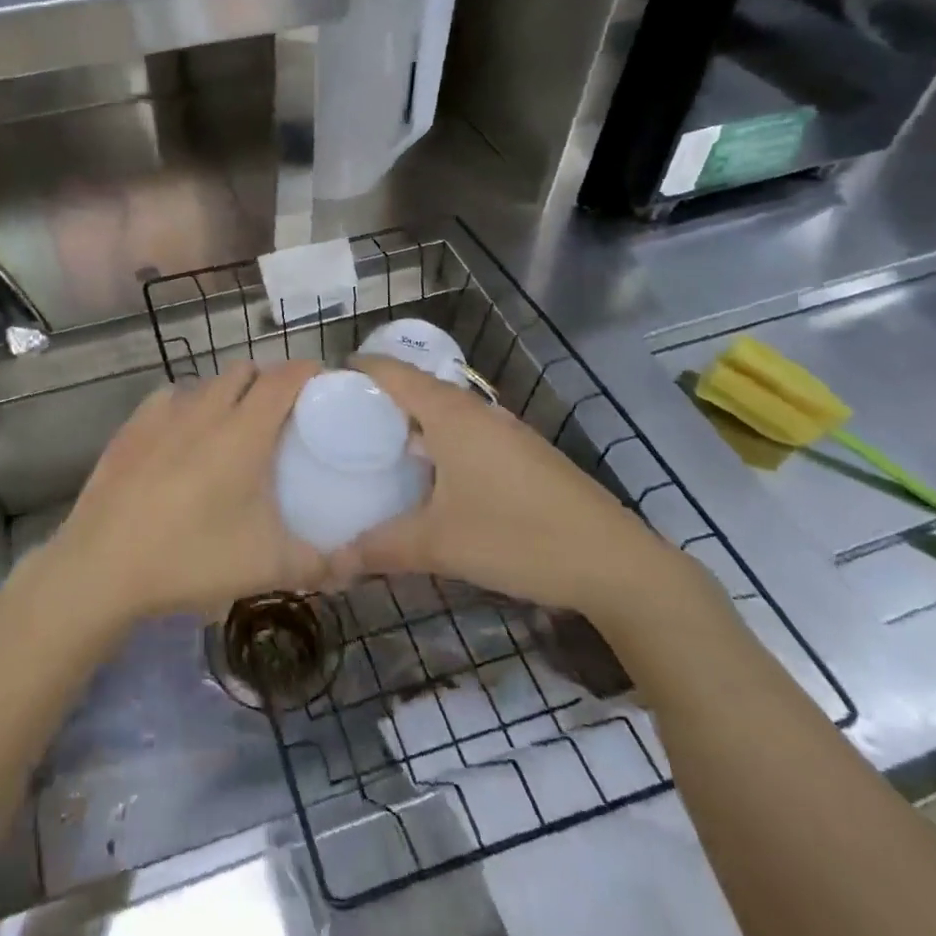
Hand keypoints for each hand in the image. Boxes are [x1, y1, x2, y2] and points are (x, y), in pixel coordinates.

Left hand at [49, 361, 326, 625]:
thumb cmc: (192, 558)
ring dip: (226, 392)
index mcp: (244, 431)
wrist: (103, 566)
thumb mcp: (267, 567)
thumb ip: (319, 564)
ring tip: (232, 426)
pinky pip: (169, 398)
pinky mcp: (131, 427)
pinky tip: (182, 435)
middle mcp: (205, 409)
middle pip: (244, 370)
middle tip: (280, 414)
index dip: (307, 371)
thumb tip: (353, 565)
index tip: (322, 382)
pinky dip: (187, 406)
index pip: (284, 378)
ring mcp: (162, 414)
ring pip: (205, 383)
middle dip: (267, 380)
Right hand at [338, 357, 699, 627]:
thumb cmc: (518, 537)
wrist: (616, 564)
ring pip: (442, 413)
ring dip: (408, 424)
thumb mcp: (440, 545)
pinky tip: (426, 478)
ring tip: (373, 450)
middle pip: (415, 389)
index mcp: (450, 414)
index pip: (391, 371)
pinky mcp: (522, 454)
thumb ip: (381, 548)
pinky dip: (436, 442)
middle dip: (375, 401)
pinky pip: (464, 433)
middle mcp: (476, 411)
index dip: (354, 371)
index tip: (319, 387)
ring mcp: (504, 431)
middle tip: (335, 425)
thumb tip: (332, 561)